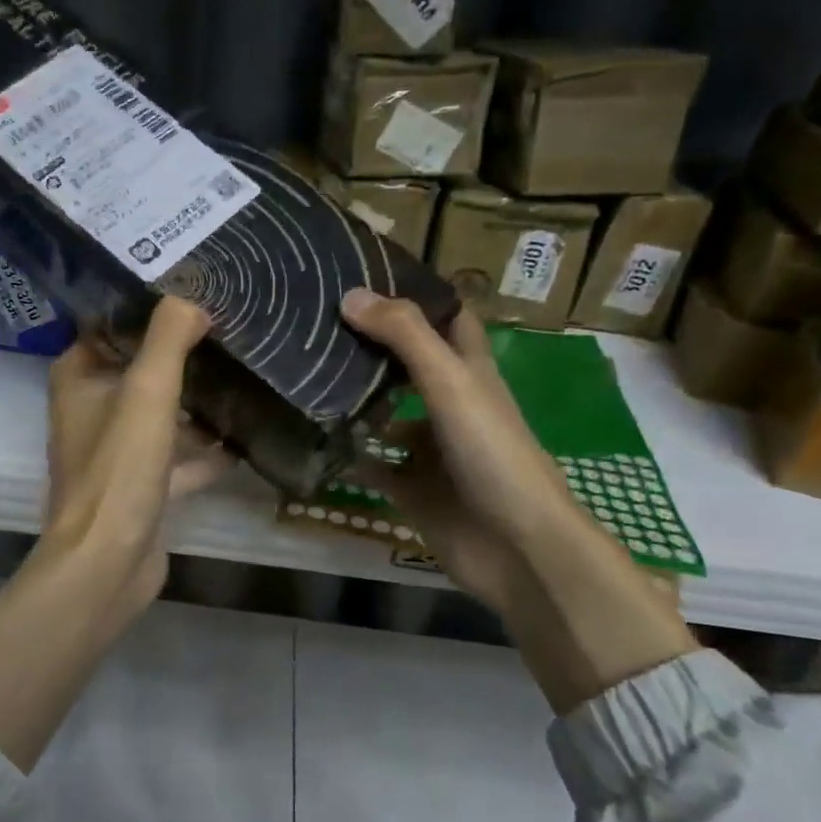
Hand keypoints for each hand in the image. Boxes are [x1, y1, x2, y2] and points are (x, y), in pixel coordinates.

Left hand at [39, 297, 231, 628]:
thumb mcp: (146, 392)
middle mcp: (91, 410)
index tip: (193, 289)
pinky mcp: (140, 487)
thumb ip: (168, 339)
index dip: (147, 308)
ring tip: (244, 376)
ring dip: (195, 404)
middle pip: (139, 369)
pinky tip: (243, 441)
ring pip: (160, 415)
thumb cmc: (119, 468)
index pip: (110, 326)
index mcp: (79, 379)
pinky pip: (176, 458)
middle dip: (180, 354)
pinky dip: (204, 452)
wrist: (108, 561)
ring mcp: (115, 452)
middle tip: (230, 328)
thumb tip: (192, 298)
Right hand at [340, 289, 579, 608]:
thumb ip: (405, 336)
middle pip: (409, 365)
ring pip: (387, 416)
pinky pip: (373, 466)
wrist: (515, 546)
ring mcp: (430, 450)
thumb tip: (350, 295)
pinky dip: (349, 455)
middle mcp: (450, 405)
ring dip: (355, 401)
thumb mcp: (450, 382)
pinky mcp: (412, 489)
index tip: (367, 275)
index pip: (447, 319)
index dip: (416, 295)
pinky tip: (313, 440)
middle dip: (371, 346)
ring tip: (305, 377)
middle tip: (318, 325)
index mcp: (470, 372)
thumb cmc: (491, 453)